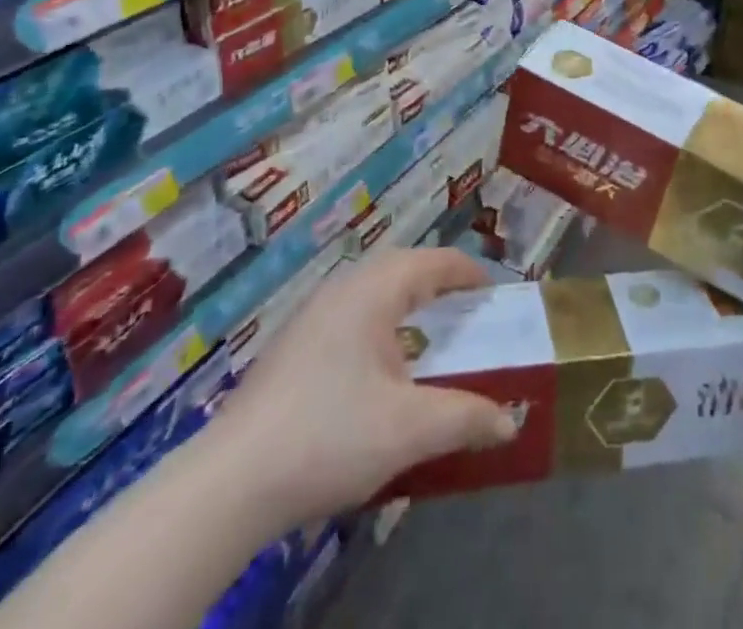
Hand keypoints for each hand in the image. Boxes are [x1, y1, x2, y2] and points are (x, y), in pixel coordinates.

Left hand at [208, 247, 516, 528]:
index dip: (466, 271)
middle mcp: (340, 290)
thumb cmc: (330, 436)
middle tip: (465, 306)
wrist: (233, 480)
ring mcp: (310, 316)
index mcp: (372, 292)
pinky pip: (348, 314)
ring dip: (404, 301)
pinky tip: (377, 365)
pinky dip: (378, 322)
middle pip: (398, 268)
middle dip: (435, 281)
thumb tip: (509, 421)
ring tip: (427, 331)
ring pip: (369, 290)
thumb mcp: (409, 429)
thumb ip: (465, 418)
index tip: (493, 288)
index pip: (430, 262)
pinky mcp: (291, 346)